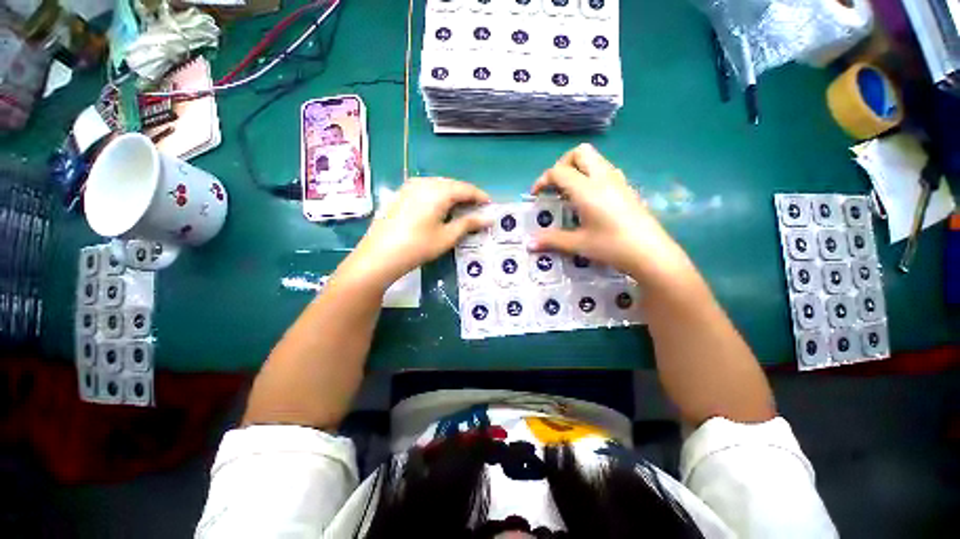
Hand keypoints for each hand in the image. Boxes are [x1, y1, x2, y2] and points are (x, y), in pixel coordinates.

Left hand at [343, 177, 490, 288]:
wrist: (379, 255)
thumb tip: (489, 218)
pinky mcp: (401, 193)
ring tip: (462, 208)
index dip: (480, 196)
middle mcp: (424, 183)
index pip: (465, 189)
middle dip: (467, 195)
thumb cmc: (418, 247)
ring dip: (453, 194)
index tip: (490, 205)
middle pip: (452, 184)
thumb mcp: (447, 236)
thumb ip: (468, 223)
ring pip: (439, 185)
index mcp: (438, 191)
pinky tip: (440, 207)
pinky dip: (438, 195)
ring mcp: (410, 186)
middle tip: (478, 209)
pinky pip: (426, 189)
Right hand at [529, 144, 692, 284]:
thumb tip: (529, 243)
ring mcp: (618, 180)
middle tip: (556, 186)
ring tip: (570, 192)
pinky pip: (605, 169)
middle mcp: (602, 178)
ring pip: (595, 158)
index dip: (542, 180)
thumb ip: (551, 240)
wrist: (651, 253)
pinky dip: (591, 175)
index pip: (558, 172)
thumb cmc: (612, 247)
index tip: (536, 195)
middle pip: (580, 152)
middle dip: (563, 164)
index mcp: (587, 189)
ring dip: (578, 168)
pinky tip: (590, 199)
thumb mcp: (578, 244)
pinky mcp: (627, 187)